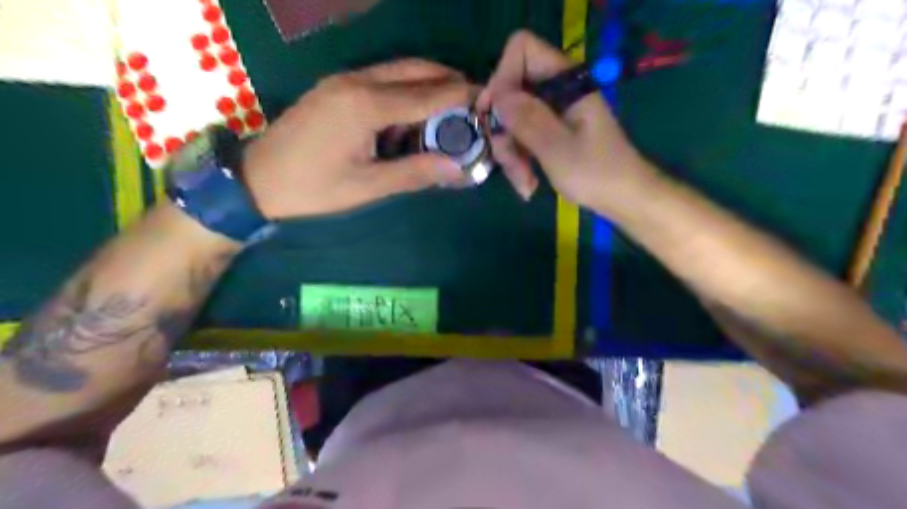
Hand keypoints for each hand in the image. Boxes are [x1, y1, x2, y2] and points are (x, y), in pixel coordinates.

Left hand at [240, 59, 470, 218]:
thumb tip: (456, 167)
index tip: (487, 100)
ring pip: (397, 72)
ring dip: (427, 85)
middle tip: (472, 103)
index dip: (459, 97)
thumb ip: (414, 173)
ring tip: (449, 111)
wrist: (257, 180)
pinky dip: (404, 92)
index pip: (426, 94)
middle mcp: (356, 82)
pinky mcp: (335, 88)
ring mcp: (342, 81)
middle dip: (447, 81)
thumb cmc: (313, 188)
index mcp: (365, 105)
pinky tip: (412, 117)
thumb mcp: (367, 186)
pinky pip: (379, 80)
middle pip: (414, 70)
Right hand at [477, 33, 656, 211]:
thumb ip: (528, 119)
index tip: (495, 115)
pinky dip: (519, 161)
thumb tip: (497, 95)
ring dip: (510, 153)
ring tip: (524, 183)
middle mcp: (556, 90)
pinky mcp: (548, 131)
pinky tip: (527, 183)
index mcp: (566, 81)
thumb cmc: (597, 174)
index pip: (522, 50)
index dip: (502, 78)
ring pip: (511, 120)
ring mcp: (551, 112)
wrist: (622, 198)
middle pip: (510, 91)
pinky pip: (520, 137)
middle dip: (504, 130)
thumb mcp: (558, 149)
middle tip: (511, 162)